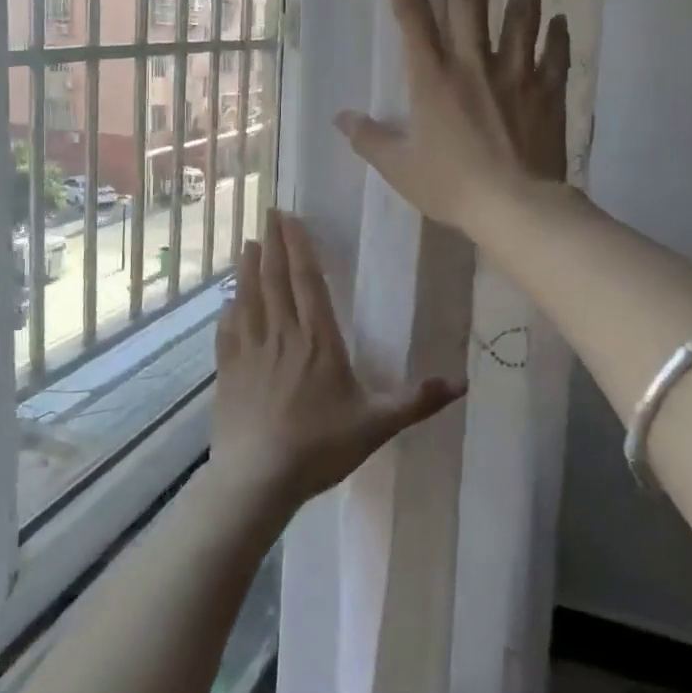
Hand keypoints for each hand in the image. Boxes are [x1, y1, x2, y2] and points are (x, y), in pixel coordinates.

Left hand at [211, 209, 464, 516]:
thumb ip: (416, 401)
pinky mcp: (228, 370)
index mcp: (318, 340)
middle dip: (274, 244)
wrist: (257, 479)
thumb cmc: (319, 447)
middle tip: (269, 213)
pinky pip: (228, 329)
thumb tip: (463, 382)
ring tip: (250, 243)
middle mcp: (281, 335)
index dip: (299, 246)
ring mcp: (249, 351)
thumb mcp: (376, 425)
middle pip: (275, 279)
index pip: (308, 281)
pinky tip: (228, 299)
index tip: (290, 218)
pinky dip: (229, 308)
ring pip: (249, 297)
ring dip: (249, 268)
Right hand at [335, 0, 569, 236]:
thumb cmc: (452, 187)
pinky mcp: (547, 91)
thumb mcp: (400, 168)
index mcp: (432, 77)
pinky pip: (554, 55)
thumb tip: (341, 119)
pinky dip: (557, 35)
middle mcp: (473, 62)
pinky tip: (560, 17)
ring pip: (521, 12)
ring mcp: (516, 73)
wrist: (517, 209)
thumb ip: (370, 140)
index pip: (411, 12)